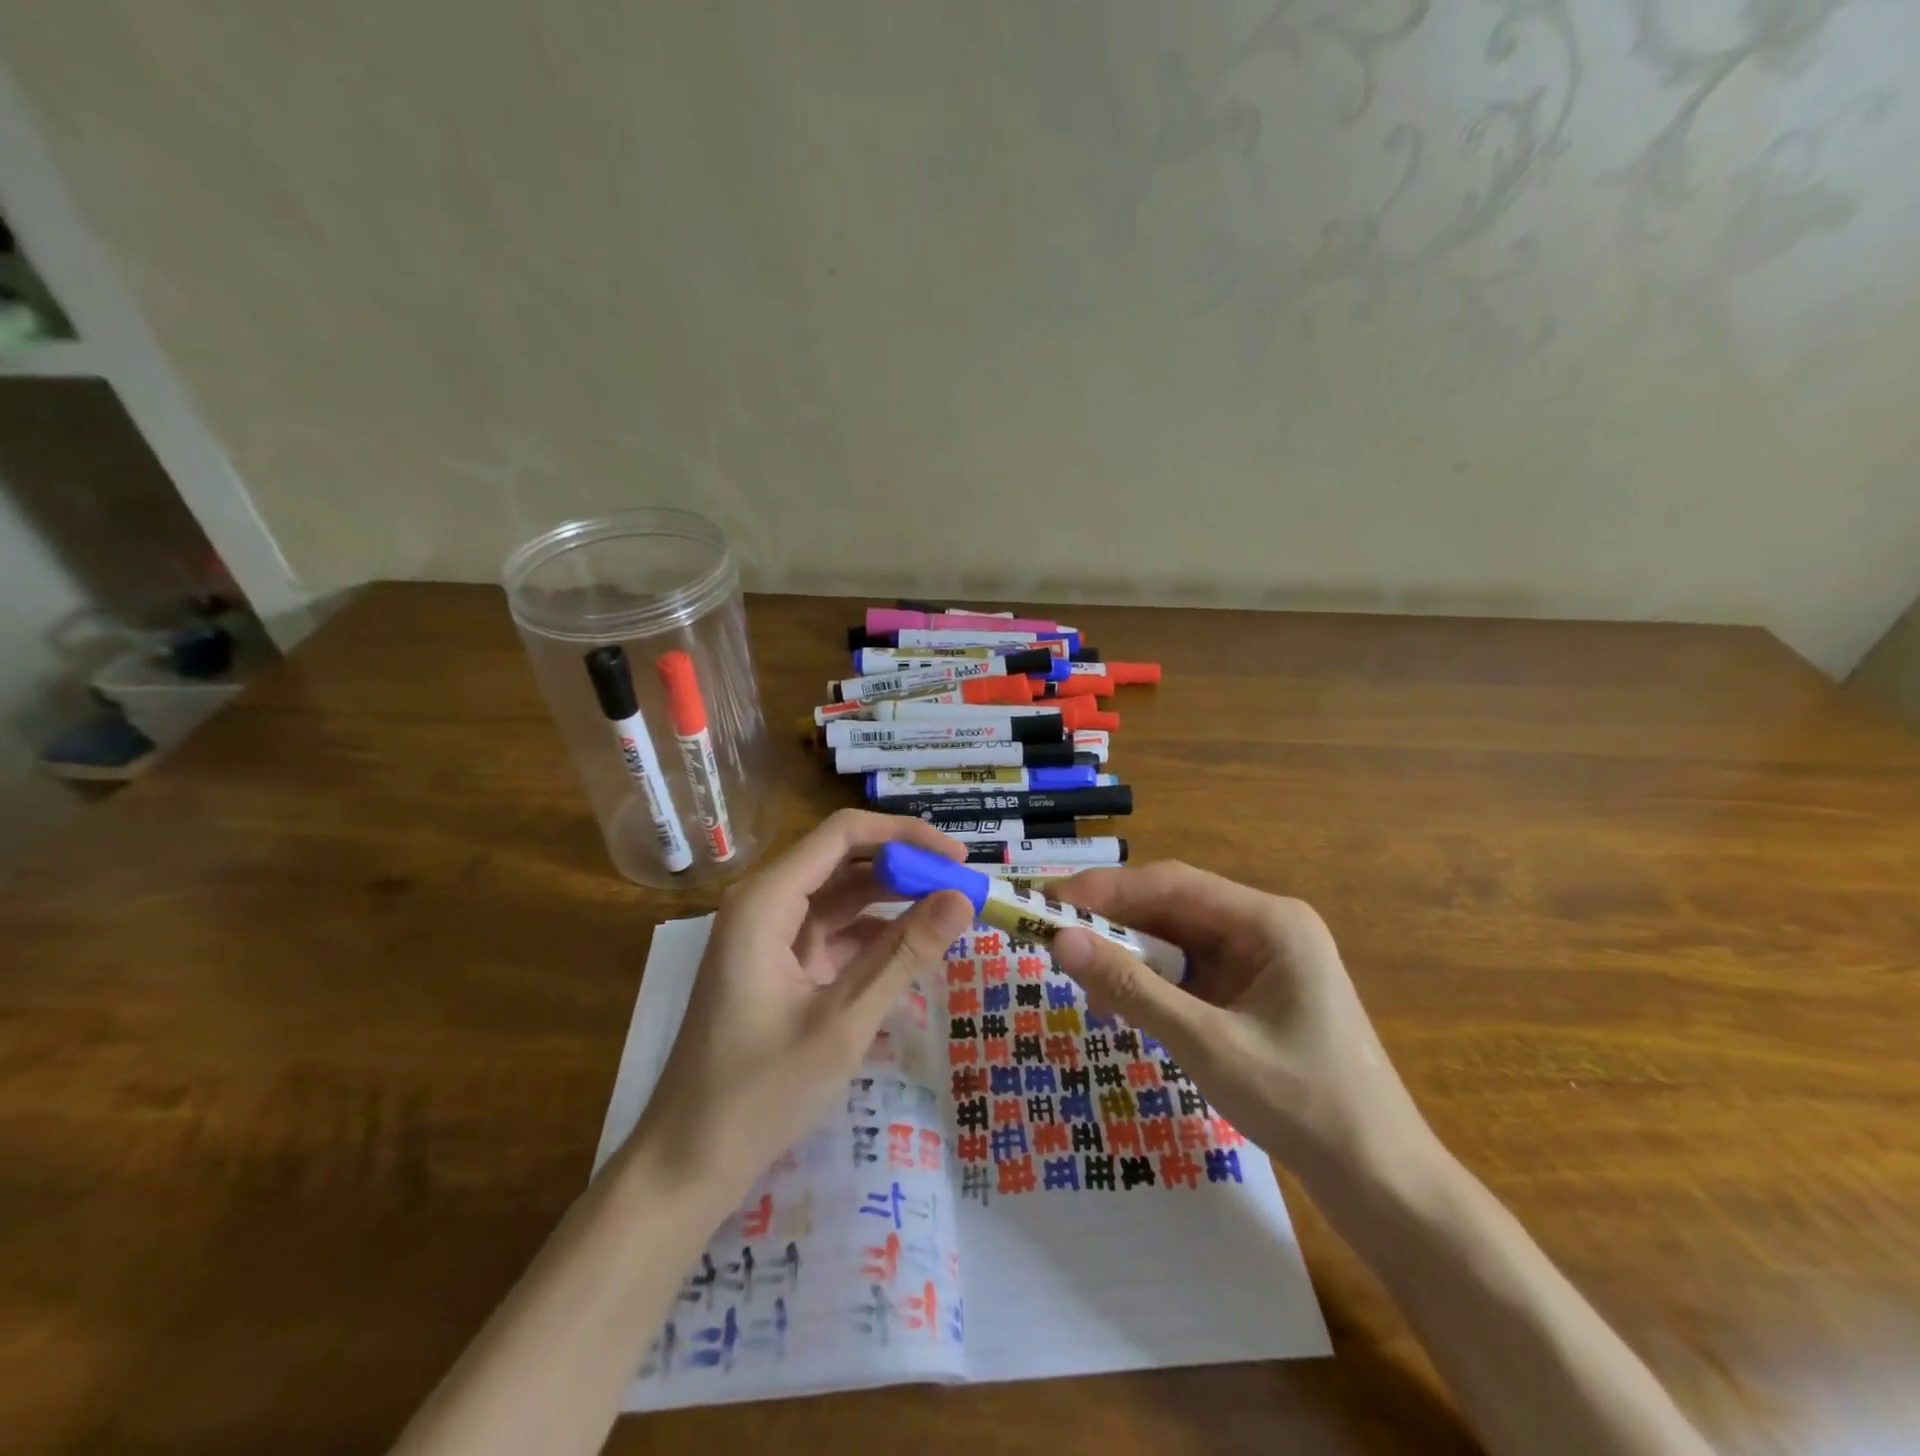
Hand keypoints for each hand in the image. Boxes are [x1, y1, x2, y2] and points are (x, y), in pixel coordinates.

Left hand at [635, 809, 975, 1204]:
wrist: (687, 1163)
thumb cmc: (760, 1092)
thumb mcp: (844, 1022)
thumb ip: (905, 955)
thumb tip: (962, 899)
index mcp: (766, 900)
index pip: (843, 834)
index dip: (904, 836)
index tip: (957, 857)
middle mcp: (765, 904)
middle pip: (844, 861)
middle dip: (904, 869)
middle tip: (963, 888)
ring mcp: (771, 936)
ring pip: (842, 897)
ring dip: (894, 902)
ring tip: (950, 914)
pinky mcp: (779, 965)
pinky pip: (835, 934)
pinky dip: (874, 937)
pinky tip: (914, 951)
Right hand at [1050, 862, 1435, 1190]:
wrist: (1383, 1185)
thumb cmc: (1303, 1106)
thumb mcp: (1207, 1045)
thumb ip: (1132, 989)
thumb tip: (1060, 940)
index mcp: (1269, 921)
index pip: (1172, 884)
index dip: (1106, 889)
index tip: (1049, 902)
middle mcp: (1266, 927)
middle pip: (1174, 907)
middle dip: (1113, 921)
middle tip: (1053, 935)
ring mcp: (1263, 959)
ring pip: (1178, 939)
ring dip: (1130, 954)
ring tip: (1080, 976)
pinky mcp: (1255, 991)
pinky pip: (1191, 970)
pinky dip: (1153, 982)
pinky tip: (1122, 1003)